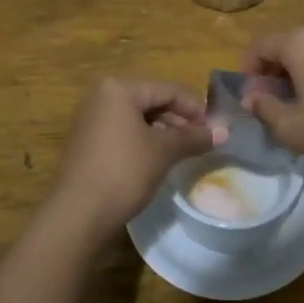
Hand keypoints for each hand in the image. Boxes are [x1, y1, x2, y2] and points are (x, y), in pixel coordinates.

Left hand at [47, 78, 220, 242]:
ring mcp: (91, 119)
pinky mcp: (88, 142)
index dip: (195, 107)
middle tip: (203, 140)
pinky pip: (124, 132)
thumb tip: (225, 132)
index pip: (167, 89)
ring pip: (138, 118)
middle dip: (179, 119)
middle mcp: (101, 96)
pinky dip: (144, 141)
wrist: (78, 214)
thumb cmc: (124, 171)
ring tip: (185, 151)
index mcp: (118, 88)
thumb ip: (194, 137)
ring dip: (164, 131)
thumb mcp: (163, 151)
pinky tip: (160, 159)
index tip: (215, 128)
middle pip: (151, 101)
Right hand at [241, 18, 303, 181]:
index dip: (248, 70)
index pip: (260, 45)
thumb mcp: (292, 129)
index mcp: (301, 41)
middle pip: (288, 43)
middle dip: (275, 70)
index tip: (251, 97)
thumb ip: (264, 108)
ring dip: (302, 71)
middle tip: (275, 103)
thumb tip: (252, 97)